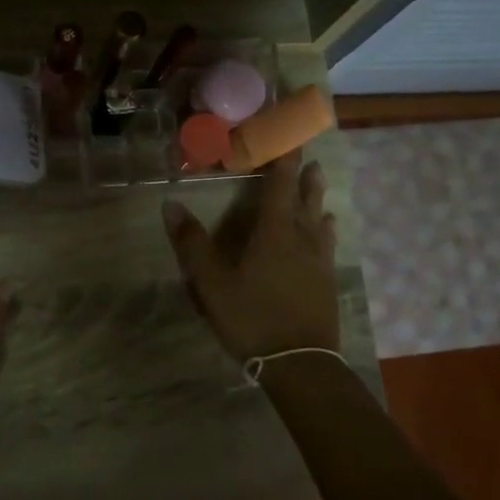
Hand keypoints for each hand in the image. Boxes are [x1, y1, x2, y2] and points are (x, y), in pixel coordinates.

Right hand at [163, 152, 340, 362]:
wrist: (299, 363)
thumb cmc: (252, 317)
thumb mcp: (211, 283)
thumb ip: (192, 244)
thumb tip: (171, 204)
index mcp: (274, 232)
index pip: (280, 185)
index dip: (284, 159)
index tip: (289, 136)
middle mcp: (302, 239)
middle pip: (307, 199)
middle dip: (306, 177)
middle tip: (310, 158)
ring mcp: (319, 262)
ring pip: (320, 222)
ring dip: (318, 201)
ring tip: (319, 187)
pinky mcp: (327, 283)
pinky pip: (327, 245)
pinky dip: (325, 232)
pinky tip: (326, 237)